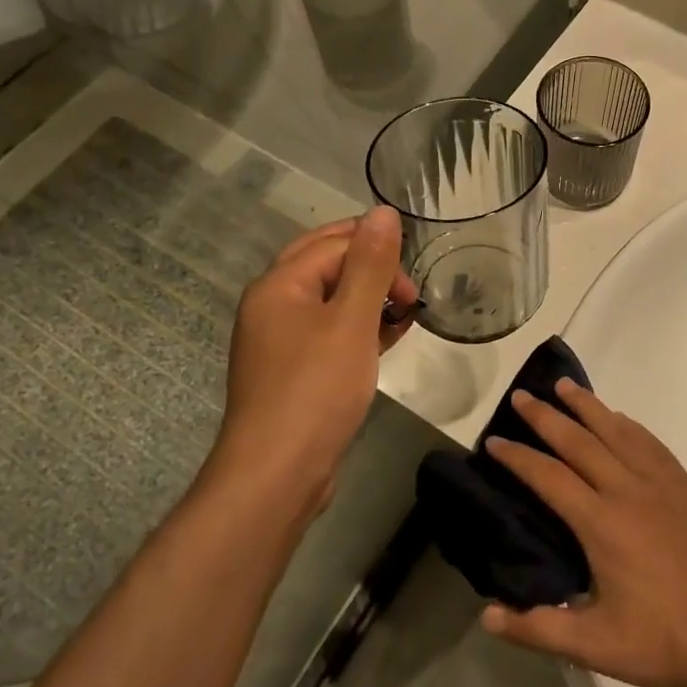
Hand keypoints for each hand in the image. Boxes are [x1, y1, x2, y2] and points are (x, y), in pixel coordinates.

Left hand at [212, 208, 417, 513]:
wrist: (277, 474)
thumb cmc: (316, 390)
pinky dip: (360, 330)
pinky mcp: (293, 371)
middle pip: (328, 267)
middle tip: (410, 291)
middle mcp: (273, 306)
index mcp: (279, 285)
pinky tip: (389, 339)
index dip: (377, 253)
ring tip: (407, 314)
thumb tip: (383, 211)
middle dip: (374, 271)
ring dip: (370, 301)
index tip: (412, 283)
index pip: (333, 244)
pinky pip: (330, 334)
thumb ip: (370, 264)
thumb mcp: (351, 321)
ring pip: (331, 302)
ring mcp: (280, 341)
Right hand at [479, 380, 686, 686]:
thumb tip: (488, 617)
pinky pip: (651, 443)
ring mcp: (660, 485)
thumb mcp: (596, 646)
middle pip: (579, 441)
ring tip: (565, 386)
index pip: (548, 477)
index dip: (517, 457)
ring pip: (617, 431)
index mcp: (601, 523)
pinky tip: (620, 419)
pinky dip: (628, 424)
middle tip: (521, 396)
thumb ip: (539, 630)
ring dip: (587, 406)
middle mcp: (627, 490)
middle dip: (546, 417)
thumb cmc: (665, 639)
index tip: (493, 441)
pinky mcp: (685, 488)